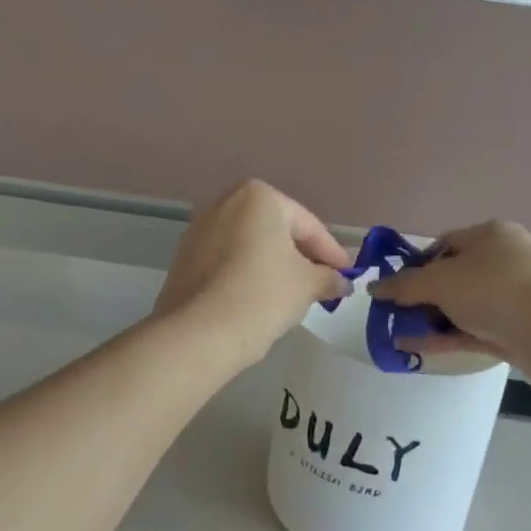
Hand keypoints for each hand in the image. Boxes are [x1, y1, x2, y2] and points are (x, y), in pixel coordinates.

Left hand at [154, 181, 351, 365]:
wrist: (199, 333)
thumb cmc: (262, 295)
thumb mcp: (307, 285)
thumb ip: (328, 277)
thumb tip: (340, 281)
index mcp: (258, 197)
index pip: (307, 225)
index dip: (331, 253)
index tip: (346, 275)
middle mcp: (225, 203)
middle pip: (276, 231)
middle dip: (301, 256)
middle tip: (323, 283)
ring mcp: (199, 230)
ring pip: (250, 246)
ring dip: (273, 265)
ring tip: (293, 294)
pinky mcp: (184, 258)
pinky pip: (227, 261)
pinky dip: (246, 274)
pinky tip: (259, 299)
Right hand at [373, 221, 530, 368]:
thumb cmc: (493, 288)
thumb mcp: (439, 281)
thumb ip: (404, 285)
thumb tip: (374, 288)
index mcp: (490, 235)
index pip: (444, 244)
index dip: (416, 264)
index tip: (394, 286)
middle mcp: (504, 261)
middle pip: (452, 277)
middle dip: (421, 296)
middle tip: (393, 314)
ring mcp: (512, 297)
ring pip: (462, 307)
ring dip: (430, 320)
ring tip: (397, 335)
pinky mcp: (516, 331)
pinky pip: (472, 331)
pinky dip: (445, 337)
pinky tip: (415, 348)